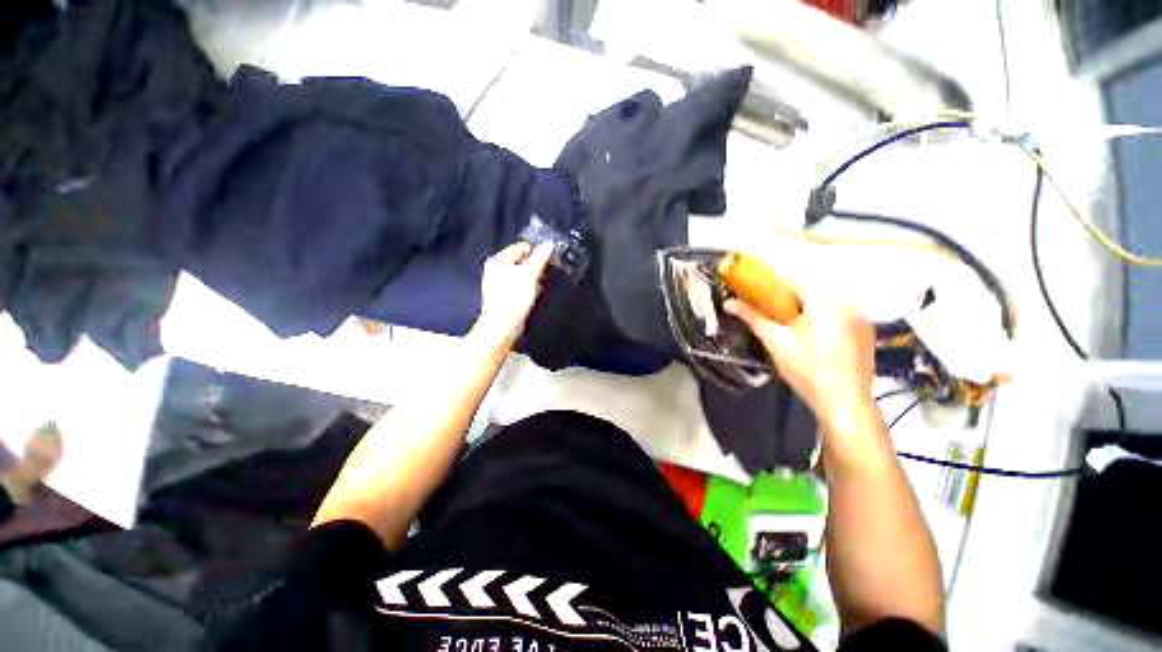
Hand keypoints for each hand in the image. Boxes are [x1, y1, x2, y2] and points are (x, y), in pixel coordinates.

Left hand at [473, 242, 554, 345]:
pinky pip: (517, 287)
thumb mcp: (530, 274)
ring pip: (519, 275)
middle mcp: (495, 269)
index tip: (548, 261)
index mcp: (499, 260)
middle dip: (534, 267)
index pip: (521, 247)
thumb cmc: (514, 297)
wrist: (502, 325)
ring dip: (531, 279)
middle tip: (546, 274)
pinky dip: (526, 289)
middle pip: (520, 261)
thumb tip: (549, 243)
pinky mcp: (501, 297)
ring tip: (541, 286)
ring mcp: (497, 284)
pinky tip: (533, 296)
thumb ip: (540, 258)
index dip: (536, 252)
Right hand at [725, 283, 875, 432]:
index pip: (795, 281)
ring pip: (825, 306)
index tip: (757, 292)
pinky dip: (823, 321)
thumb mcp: (775, 342)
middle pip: (811, 294)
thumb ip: (752, 318)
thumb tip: (729, 303)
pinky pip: (839, 317)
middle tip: (772, 317)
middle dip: (789, 301)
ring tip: (791, 331)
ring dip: (806, 312)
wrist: (844, 404)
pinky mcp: (866, 333)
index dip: (773, 284)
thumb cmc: (806, 370)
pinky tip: (814, 341)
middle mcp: (848, 305)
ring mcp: (861, 320)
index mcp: (825, 304)